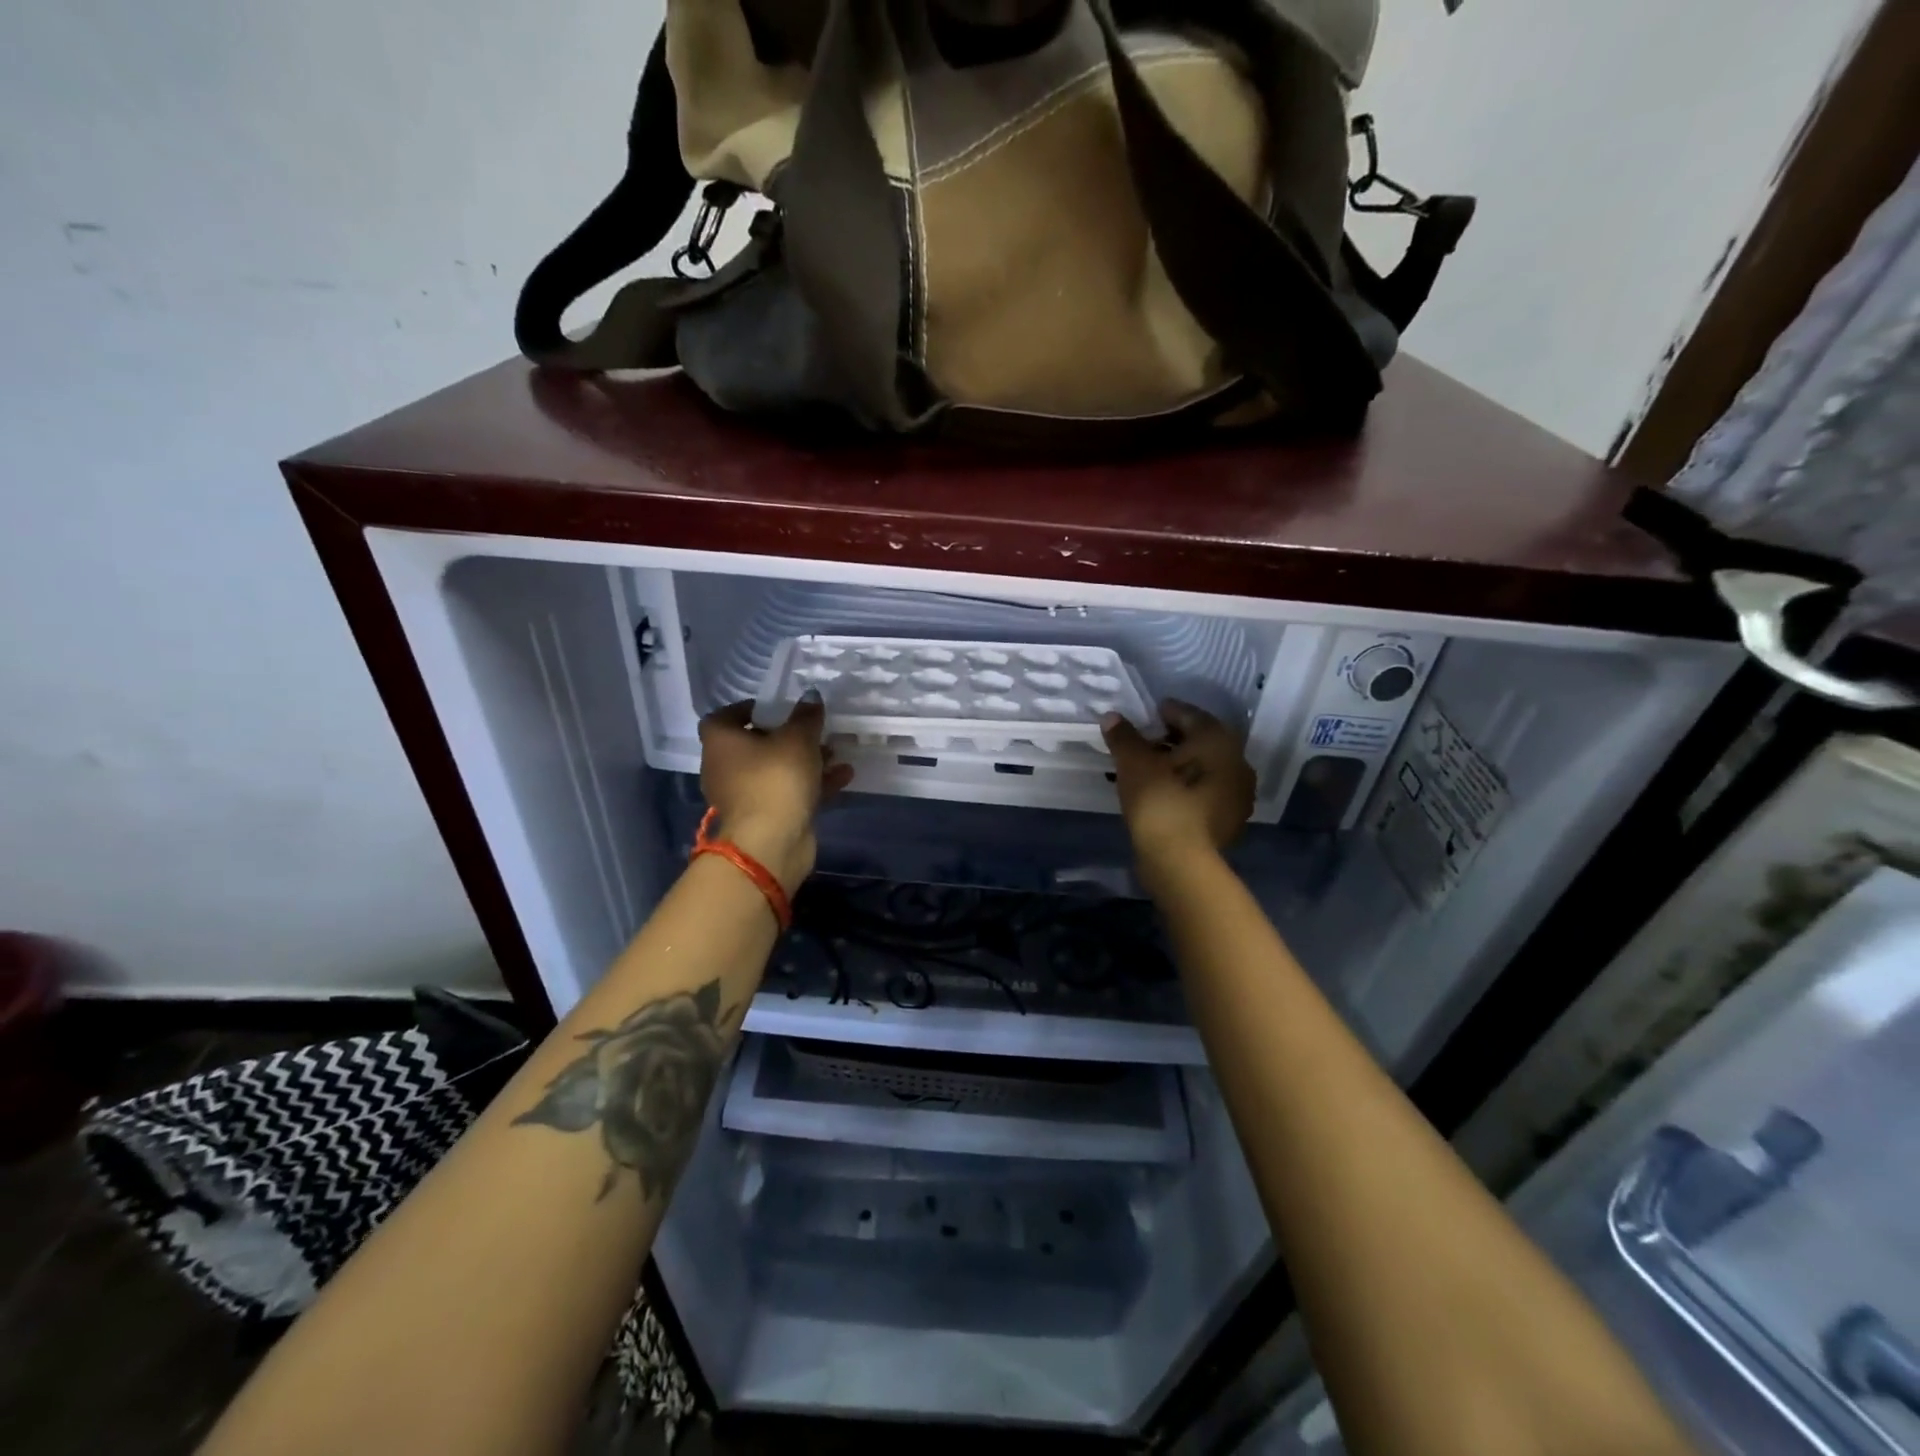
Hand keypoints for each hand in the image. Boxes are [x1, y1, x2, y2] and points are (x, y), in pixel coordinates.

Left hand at [698, 699, 853, 891]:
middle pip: (753, 745)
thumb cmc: (776, 778)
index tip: (775, 706)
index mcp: (720, 743)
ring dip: (804, 761)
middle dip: (785, 736)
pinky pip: (788, 792)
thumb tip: (811, 697)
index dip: (747, 709)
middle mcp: (724, 768)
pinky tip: (844, 775)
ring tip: (835, 751)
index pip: (723, 717)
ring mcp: (743, 796)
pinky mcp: (764, 817)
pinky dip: (812, 784)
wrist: (771, 842)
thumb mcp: (798, 739)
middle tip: (811, 728)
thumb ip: (806, 716)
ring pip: (774, 770)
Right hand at [1102, 700, 1254, 882]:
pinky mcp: (1229, 821)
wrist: (1181, 862)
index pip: (1191, 715)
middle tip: (1144, 742)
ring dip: (1179, 766)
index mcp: (1219, 741)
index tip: (1147, 715)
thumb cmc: (1160, 801)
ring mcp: (1238, 796)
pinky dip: (1185, 788)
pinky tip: (1162, 793)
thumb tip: (1112, 717)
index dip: (1167, 712)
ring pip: (1203, 769)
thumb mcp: (1134, 763)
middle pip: (1200, 742)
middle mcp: (1237, 763)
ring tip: (1148, 769)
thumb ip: (1124, 737)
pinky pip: (1204, 793)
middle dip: (1172, 740)